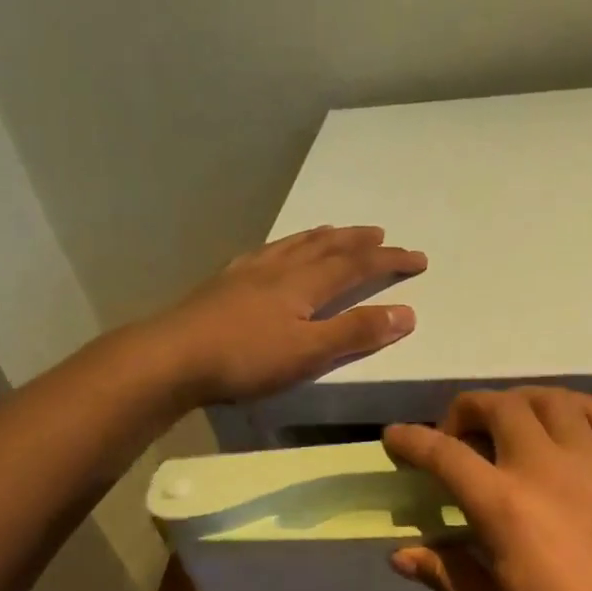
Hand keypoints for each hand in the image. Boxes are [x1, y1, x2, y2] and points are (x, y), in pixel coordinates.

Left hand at [158, 225, 425, 405]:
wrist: (173, 356)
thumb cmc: (246, 358)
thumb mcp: (310, 352)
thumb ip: (356, 332)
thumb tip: (407, 313)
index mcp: (304, 283)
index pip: (356, 265)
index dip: (389, 260)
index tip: (418, 258)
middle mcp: (280, 268)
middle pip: (327, 247)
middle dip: (359, 242)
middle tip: (382, 235)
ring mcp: (249, 272)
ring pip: (294, 245)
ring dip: (322, 237)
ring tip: (337, 231)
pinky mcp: (225, 284)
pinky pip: (264, 253)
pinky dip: (284, 247)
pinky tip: (275, 253)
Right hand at [382, 388, 591, 590]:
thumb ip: (446, 574)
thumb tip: (401, 555)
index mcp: (503, 508)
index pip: (445, 455)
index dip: (412, 441)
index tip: (394, 437)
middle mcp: (546, 469)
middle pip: (498, 408)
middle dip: (465, 411)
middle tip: (456, 438)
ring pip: (551, 400)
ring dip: (518, 402)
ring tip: (508, 425)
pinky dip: (575, 406)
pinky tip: (564, 424)